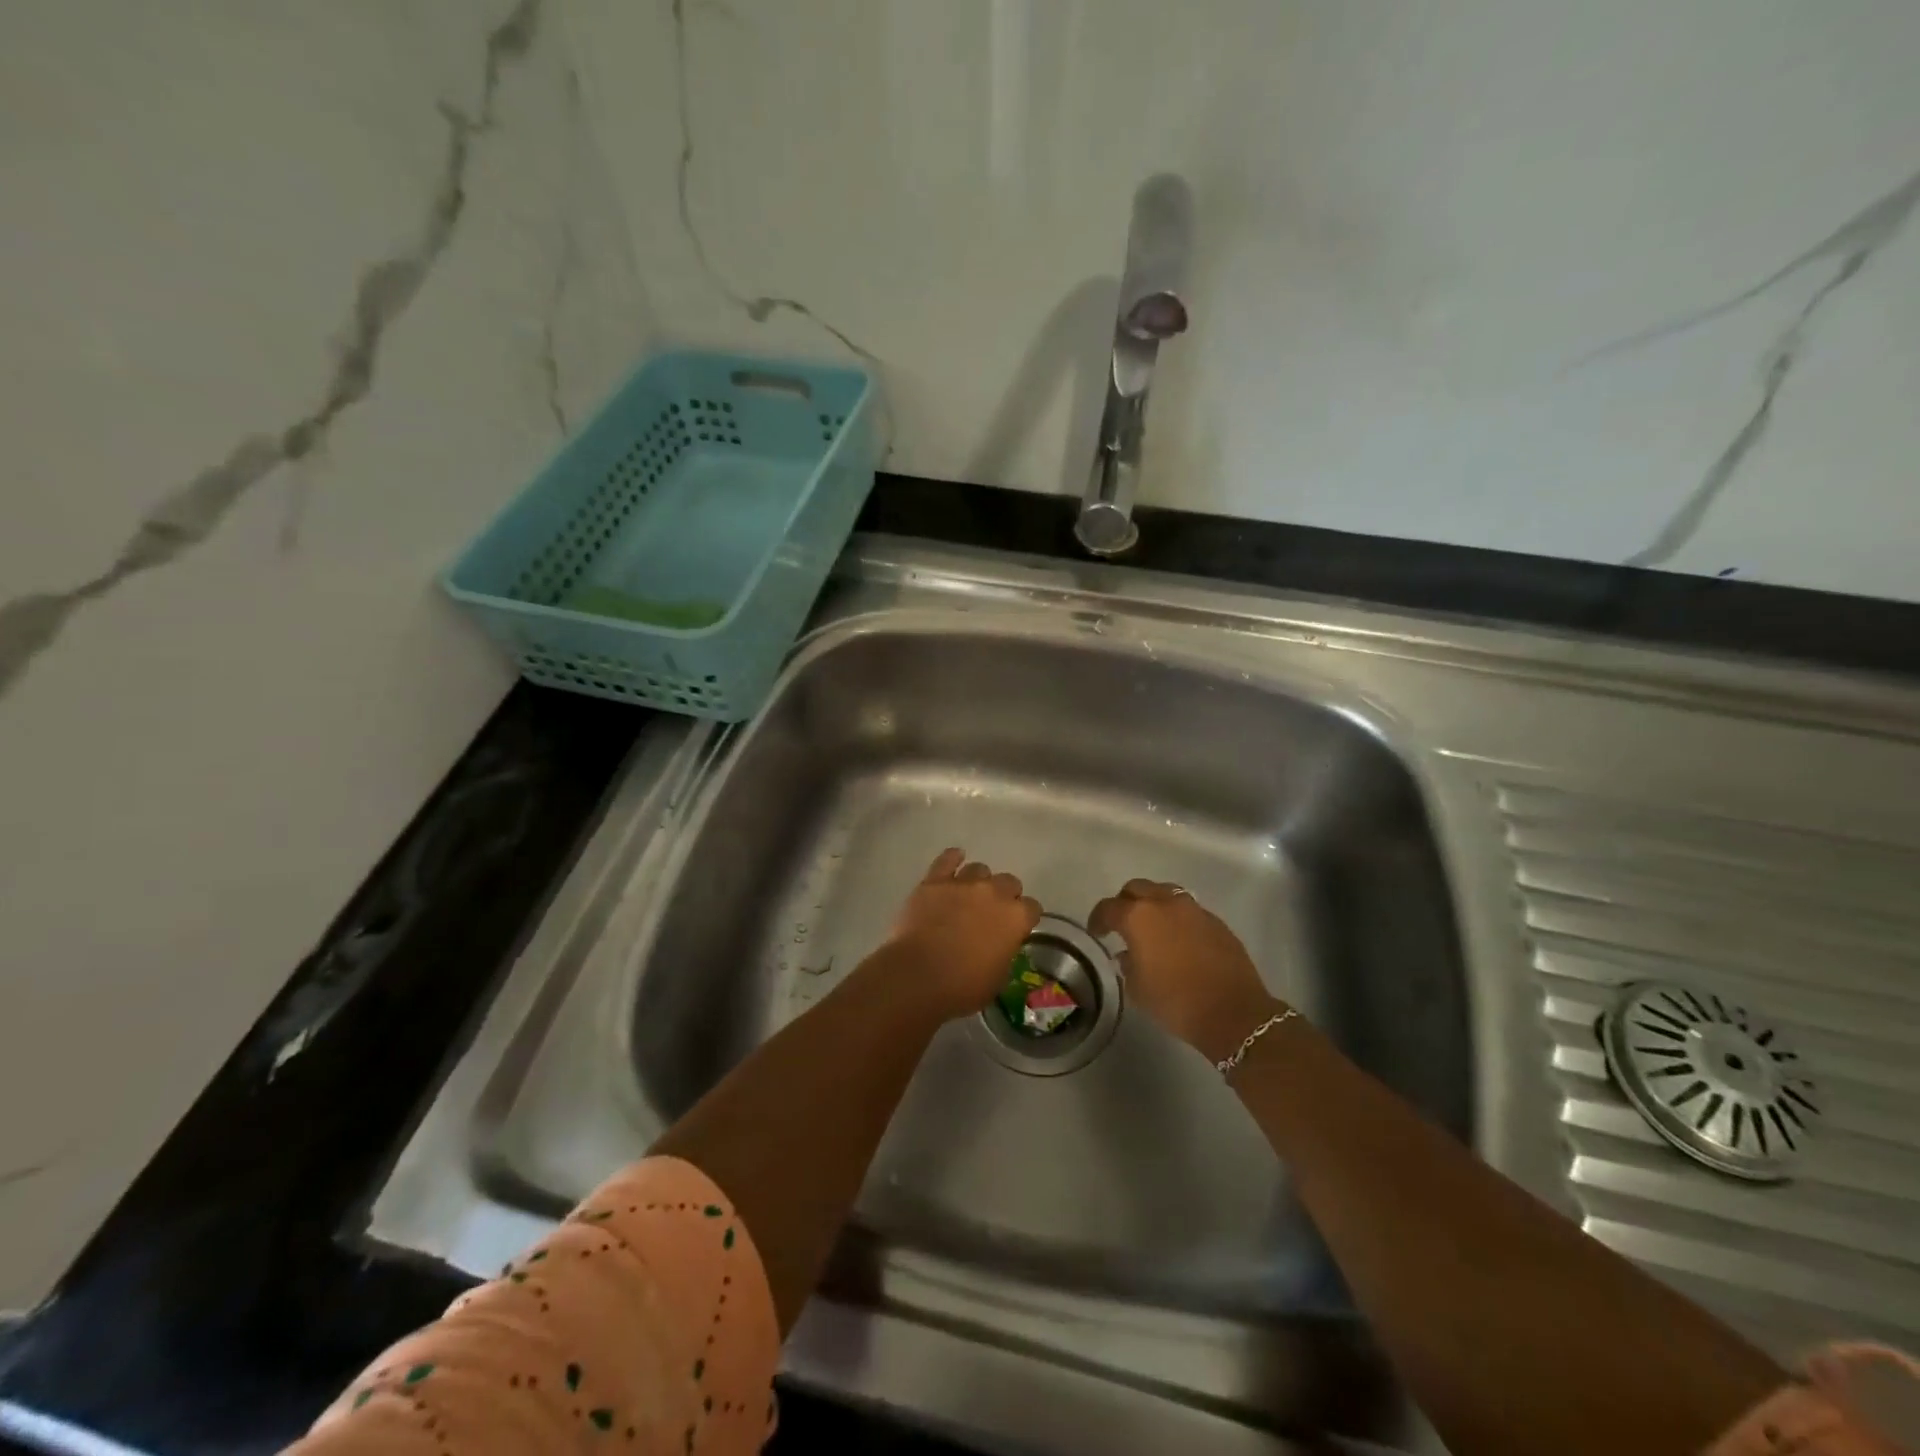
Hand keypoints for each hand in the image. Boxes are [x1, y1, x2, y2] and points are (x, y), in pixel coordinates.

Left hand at [869, 848, 1042, 1021]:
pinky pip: (947, 859)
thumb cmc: (962, 986)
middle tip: (992, 913)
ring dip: (978, 881)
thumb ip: (1004, 953)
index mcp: (1015, 918)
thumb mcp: (997, 978)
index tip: (1017, 928)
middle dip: (1005, 895)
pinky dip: (952, 859)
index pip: (1032, 908)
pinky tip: (954, 860)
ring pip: (979, 869)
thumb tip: (998, 946)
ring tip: (969, 895)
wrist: (918, 976)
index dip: (1025, 918)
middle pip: (1009, 882)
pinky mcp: (934, 881)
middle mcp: (993, 893)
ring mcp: (962, 883)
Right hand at [1088, 879, 1285, 1061]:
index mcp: (1138, 916)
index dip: (1098, 919)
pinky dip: (1177, 918)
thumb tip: (1127, 955)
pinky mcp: (1215, 921)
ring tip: (1152, 929)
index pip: (1108, 908)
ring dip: (1153, 905)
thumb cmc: (1176, 1001)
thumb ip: (1127, 965)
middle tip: (1122, 924)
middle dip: (1125, 903)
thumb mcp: (1138, 989)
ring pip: (1165, 893)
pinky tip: (1179, 941)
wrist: (1233, 1012)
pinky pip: (1188, 910)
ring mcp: (1193, 909)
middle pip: (1137, 888)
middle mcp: (1164, 903)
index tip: (1098, 933)